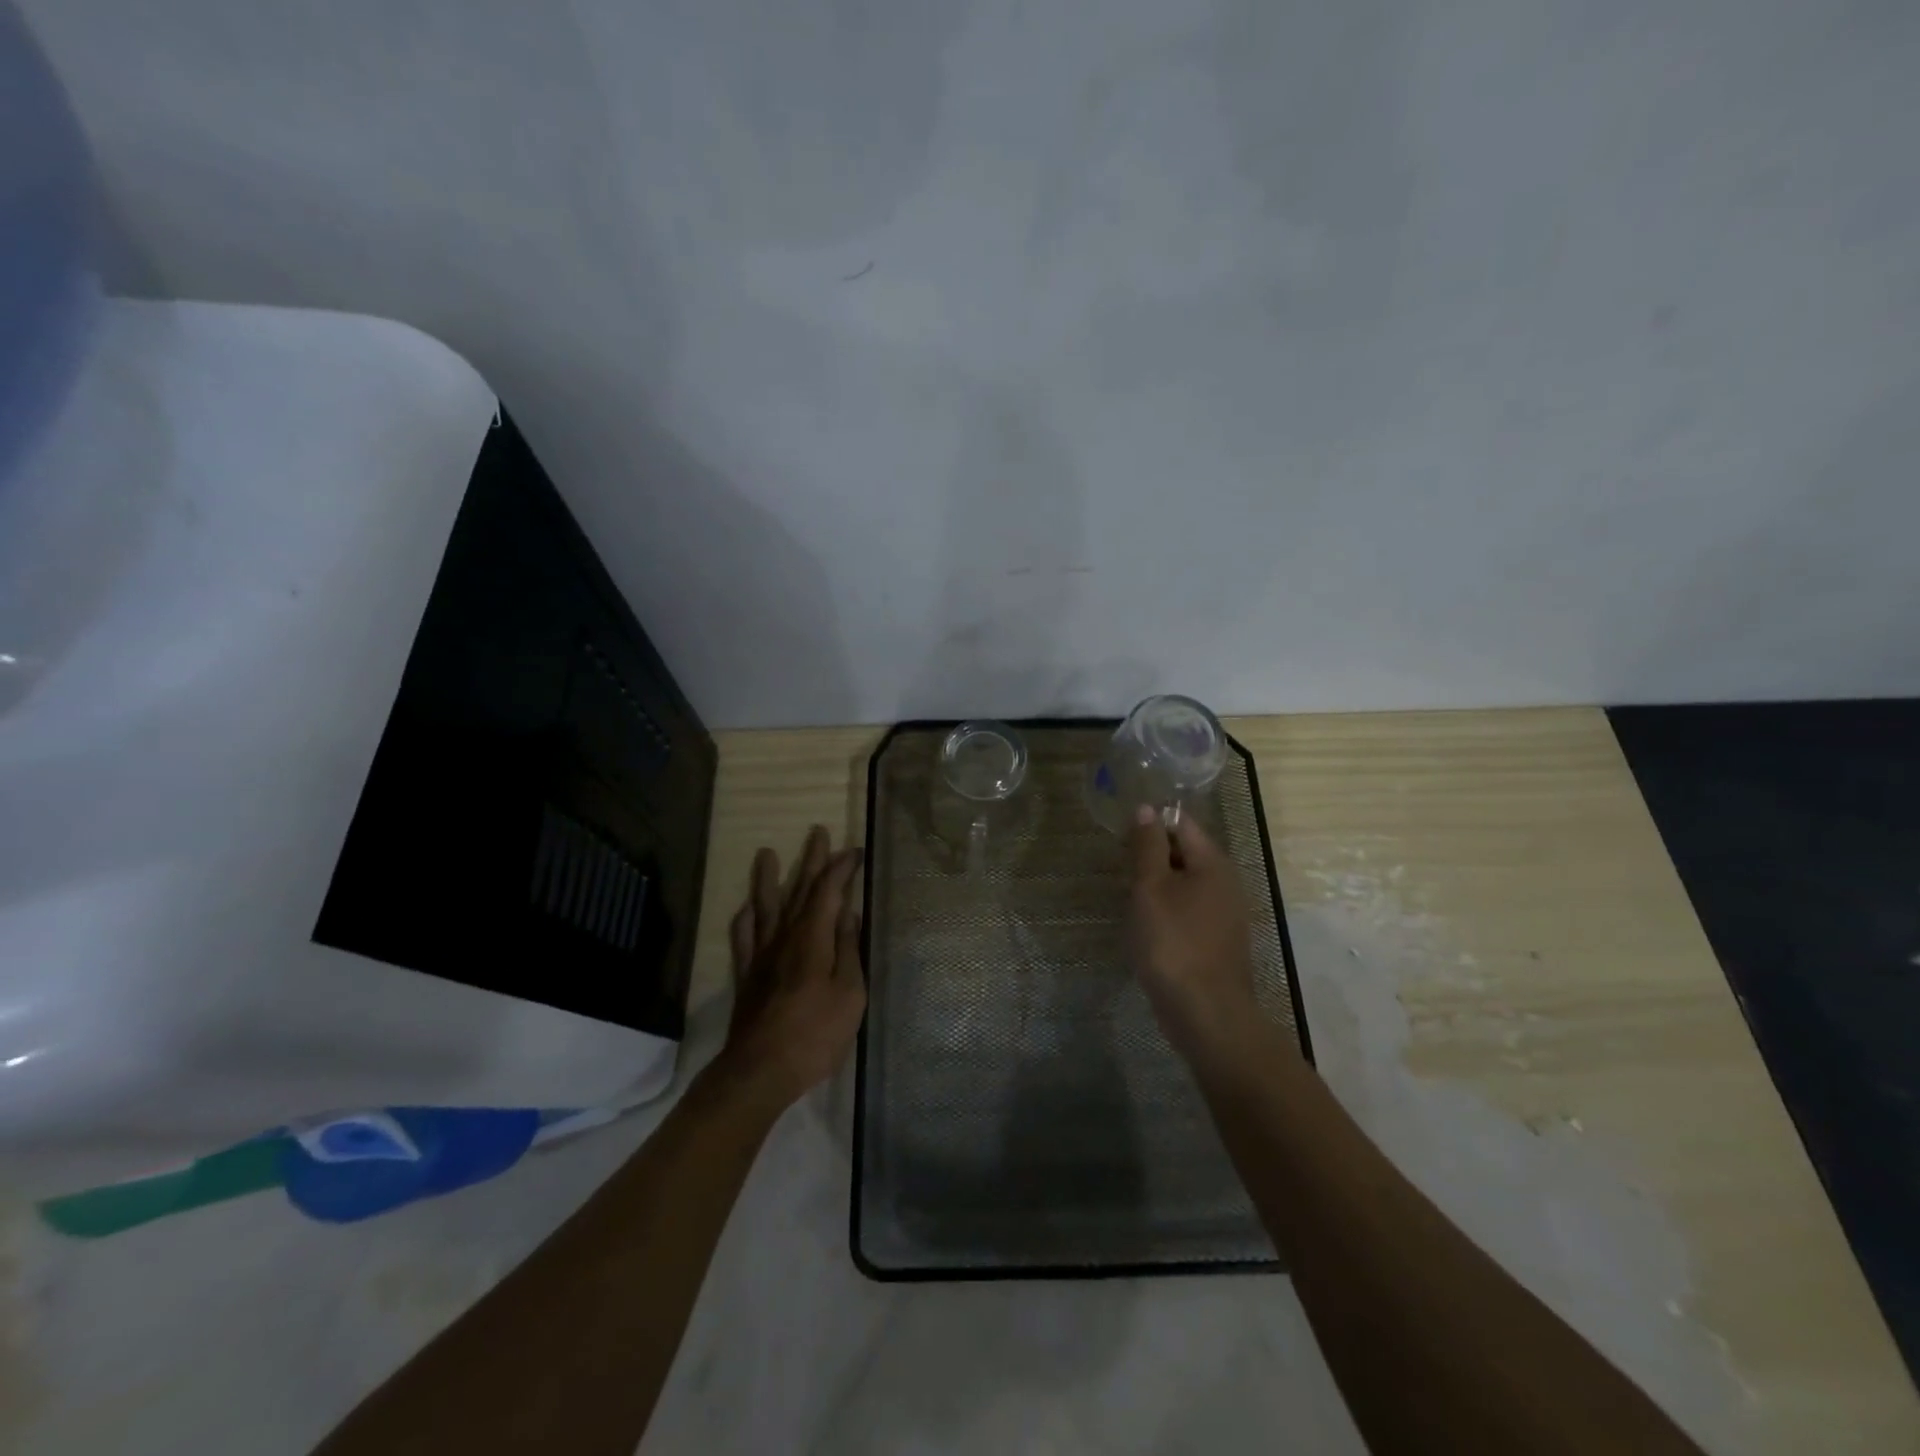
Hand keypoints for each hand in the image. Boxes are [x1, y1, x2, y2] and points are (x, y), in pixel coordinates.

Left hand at [712, 825, 867, 1111]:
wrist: (760, 1070)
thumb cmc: (815, 1034)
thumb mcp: (850, 993)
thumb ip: (849, 950)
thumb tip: (849, 912)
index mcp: (814, 938)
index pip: (829, 891)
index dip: (841, 868)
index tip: (854, 850)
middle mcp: (786, 937)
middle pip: (799, 890)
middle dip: (811, 860)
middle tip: (816, 831)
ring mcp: (763, 955)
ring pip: (766, 906)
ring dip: (768, 878)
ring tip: (766, 853)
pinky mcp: (748, 976)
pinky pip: (744, 937)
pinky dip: (746, 918)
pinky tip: (746, 908)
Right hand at [1127, 808, 1261, 1057]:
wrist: (1205, 1013)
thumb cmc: (1173, 942)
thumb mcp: (1151, 888)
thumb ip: (1147, 847)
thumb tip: (1146, 809)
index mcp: (1213, 863)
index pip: (1182, 823)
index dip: (1150, 822)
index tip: (1120, 833)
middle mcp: (1226, 883)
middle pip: (1186, 853)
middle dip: (1152, 855)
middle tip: (1118, 864)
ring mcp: (1224, 914)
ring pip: (1186, 884)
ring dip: (1158, 885)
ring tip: (1127, 894)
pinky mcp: (1217, 941)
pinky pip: (1189, 911)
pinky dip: (1167, 910)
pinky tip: (1147, 926)